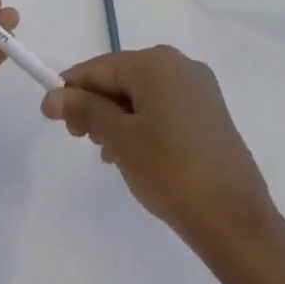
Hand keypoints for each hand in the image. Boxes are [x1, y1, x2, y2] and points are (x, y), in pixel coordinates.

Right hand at [42, 46, 274, 250]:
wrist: (235, 220)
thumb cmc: (169, 170)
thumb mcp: (119, 139)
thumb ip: (85, 110)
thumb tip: (54, 95)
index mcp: (156, 63)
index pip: (100, 67)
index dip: (71, 89)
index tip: (49, 115)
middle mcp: (180, 65)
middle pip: (122, 78)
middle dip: (96, 105)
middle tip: (78, 138)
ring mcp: (200, 90)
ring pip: (143, 95)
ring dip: (117, 118)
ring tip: (106, 153)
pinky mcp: (211, 115)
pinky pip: (165, 109)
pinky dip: (143, 125)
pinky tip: (133, 155)